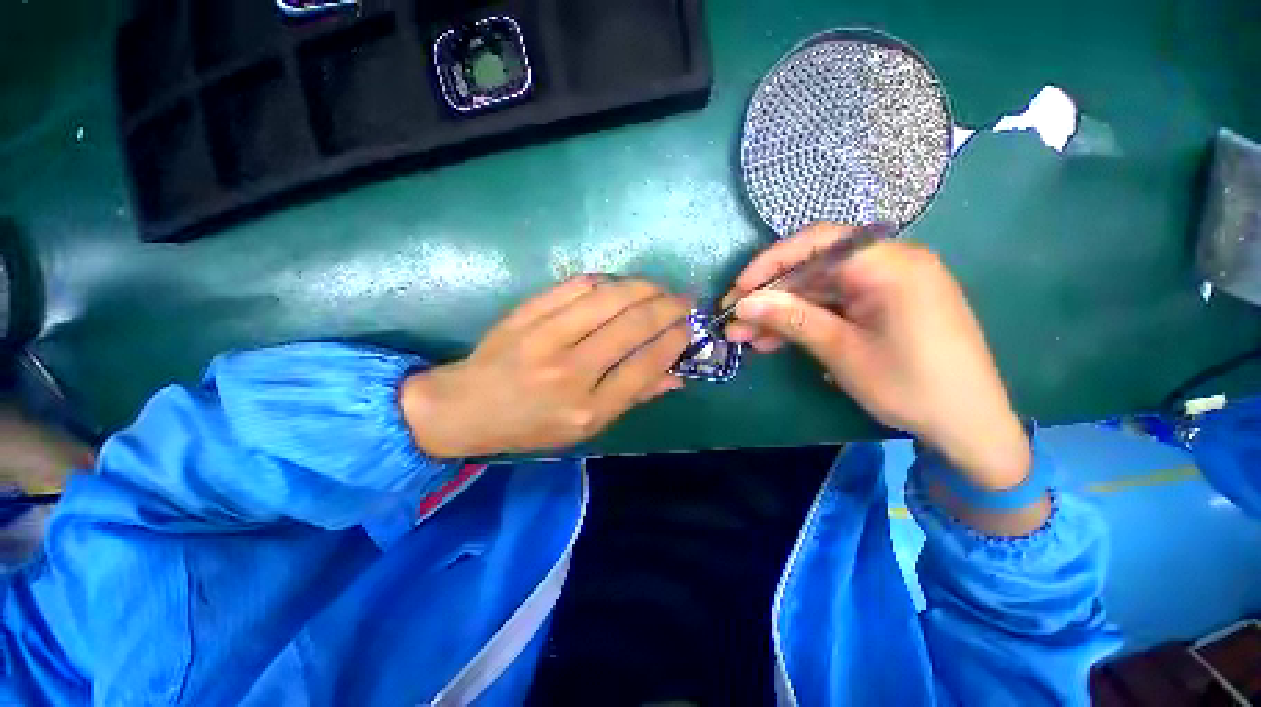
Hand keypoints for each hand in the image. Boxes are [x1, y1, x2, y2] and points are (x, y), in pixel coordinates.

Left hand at [401, 276, 691, 457]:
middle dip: (666, 308)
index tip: (689, 327)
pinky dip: (605, 281)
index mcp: (587, 409)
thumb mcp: (586, 428)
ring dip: (642, 287)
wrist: (468, 407)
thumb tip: (676, 376)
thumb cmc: (532, 426)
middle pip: (631, 326)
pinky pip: (575, 286)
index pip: (644, 366)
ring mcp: (545, 338)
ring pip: (608, 299)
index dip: (673, 341)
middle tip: (683, 300)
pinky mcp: (527, 314)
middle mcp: (570, 372)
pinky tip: (619, 285)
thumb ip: (633, 398)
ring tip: (659, 288)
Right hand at [724, 223, 1030, 489]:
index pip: (815, 243)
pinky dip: (802, 323)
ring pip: (817, 292)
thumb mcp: (842, 351)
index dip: (769, 263)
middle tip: (733, 321)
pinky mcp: (881, 308)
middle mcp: (888, 264)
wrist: (969, 425)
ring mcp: (884, 287)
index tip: (738, 291)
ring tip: (743, 338)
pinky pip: (833, 307)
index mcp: (888, 263)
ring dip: (780, 314)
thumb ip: (791, 319)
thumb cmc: (911, 385)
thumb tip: (743, 304)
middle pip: (812, 269)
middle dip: (769, 297)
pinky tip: (773, 341)